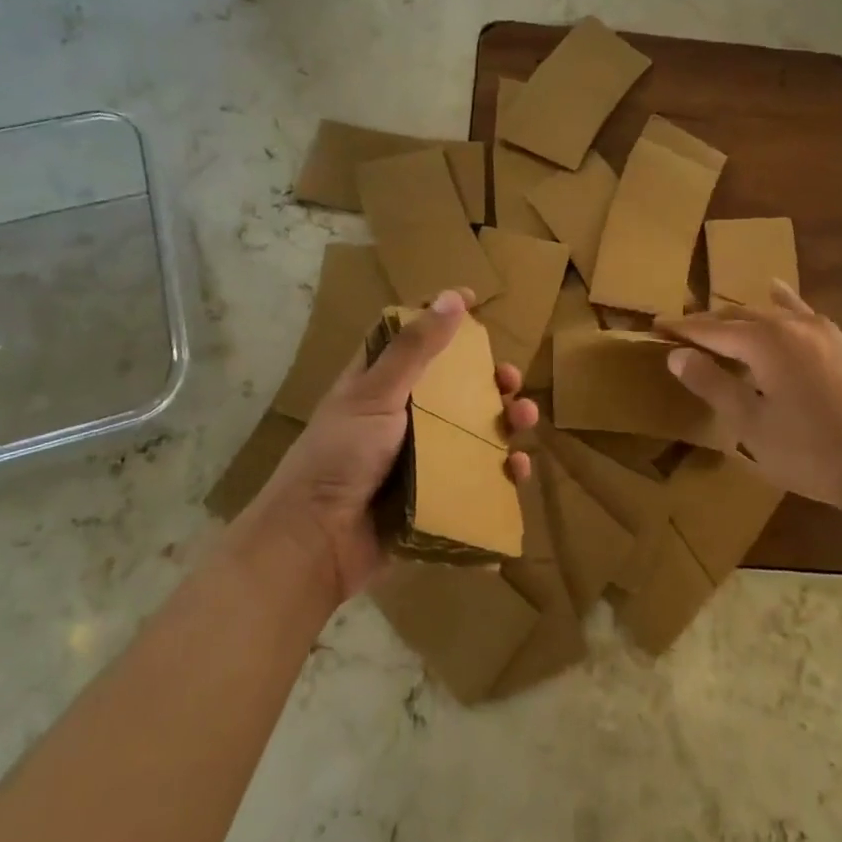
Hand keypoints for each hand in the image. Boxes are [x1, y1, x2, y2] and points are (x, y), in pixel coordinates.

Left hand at [253, 289, 538, 603]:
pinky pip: (476, 478)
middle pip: (454, 387)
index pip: (411, 339)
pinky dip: (500, 473)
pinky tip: (517, 469)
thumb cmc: (340, 456)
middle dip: (488, 380)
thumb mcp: (376, 395)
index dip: (440, 318)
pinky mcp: (435, 496)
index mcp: (378, 385)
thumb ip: (415, 349)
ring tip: (525, 419)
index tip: (474, 301)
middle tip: (511, 379)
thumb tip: (452, 297)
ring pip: (473, 432)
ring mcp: (420, 458)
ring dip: (504, 422)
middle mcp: (401, 417)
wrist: (316, 543)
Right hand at [658, 283, 841, 528]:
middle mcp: (792, 325)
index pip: (711, 329)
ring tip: (717, 323)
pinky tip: (776, 291)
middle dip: (707, 323)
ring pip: (769, 313)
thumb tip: (676, 354)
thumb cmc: (810, 453)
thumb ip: (712, 384)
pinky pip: (802, 312)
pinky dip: (782, 303)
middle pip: (738, 316)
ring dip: (739, 317)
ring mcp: (822, 331)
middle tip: (680, 331)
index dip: (682, 329)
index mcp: (765, 342)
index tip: (656, 326)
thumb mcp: (750, 425)